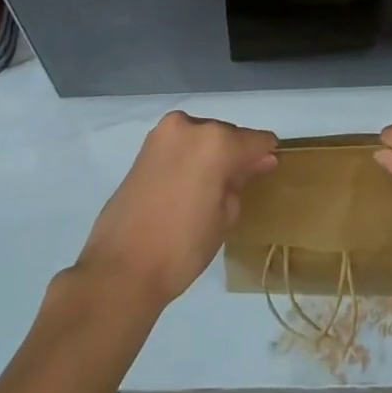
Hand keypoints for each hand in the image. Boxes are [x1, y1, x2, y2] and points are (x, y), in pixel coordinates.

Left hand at [74, 110, 278, 311]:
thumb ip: (241, 181)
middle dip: (235, 154)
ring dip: (210, 155)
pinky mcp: (144, 147)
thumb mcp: (224, 216)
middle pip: (226, 134)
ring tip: (210, 189)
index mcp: (217, 141)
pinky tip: (189, 185)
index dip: (266, 154)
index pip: (255, 140)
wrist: (122, 267)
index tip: (269, 170)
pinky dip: (189, 158)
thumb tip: (256, 163)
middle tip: (238, 186)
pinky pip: (180, 145)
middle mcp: (190, 126)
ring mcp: (163, 133)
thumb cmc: (183, 246)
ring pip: (201, 137)